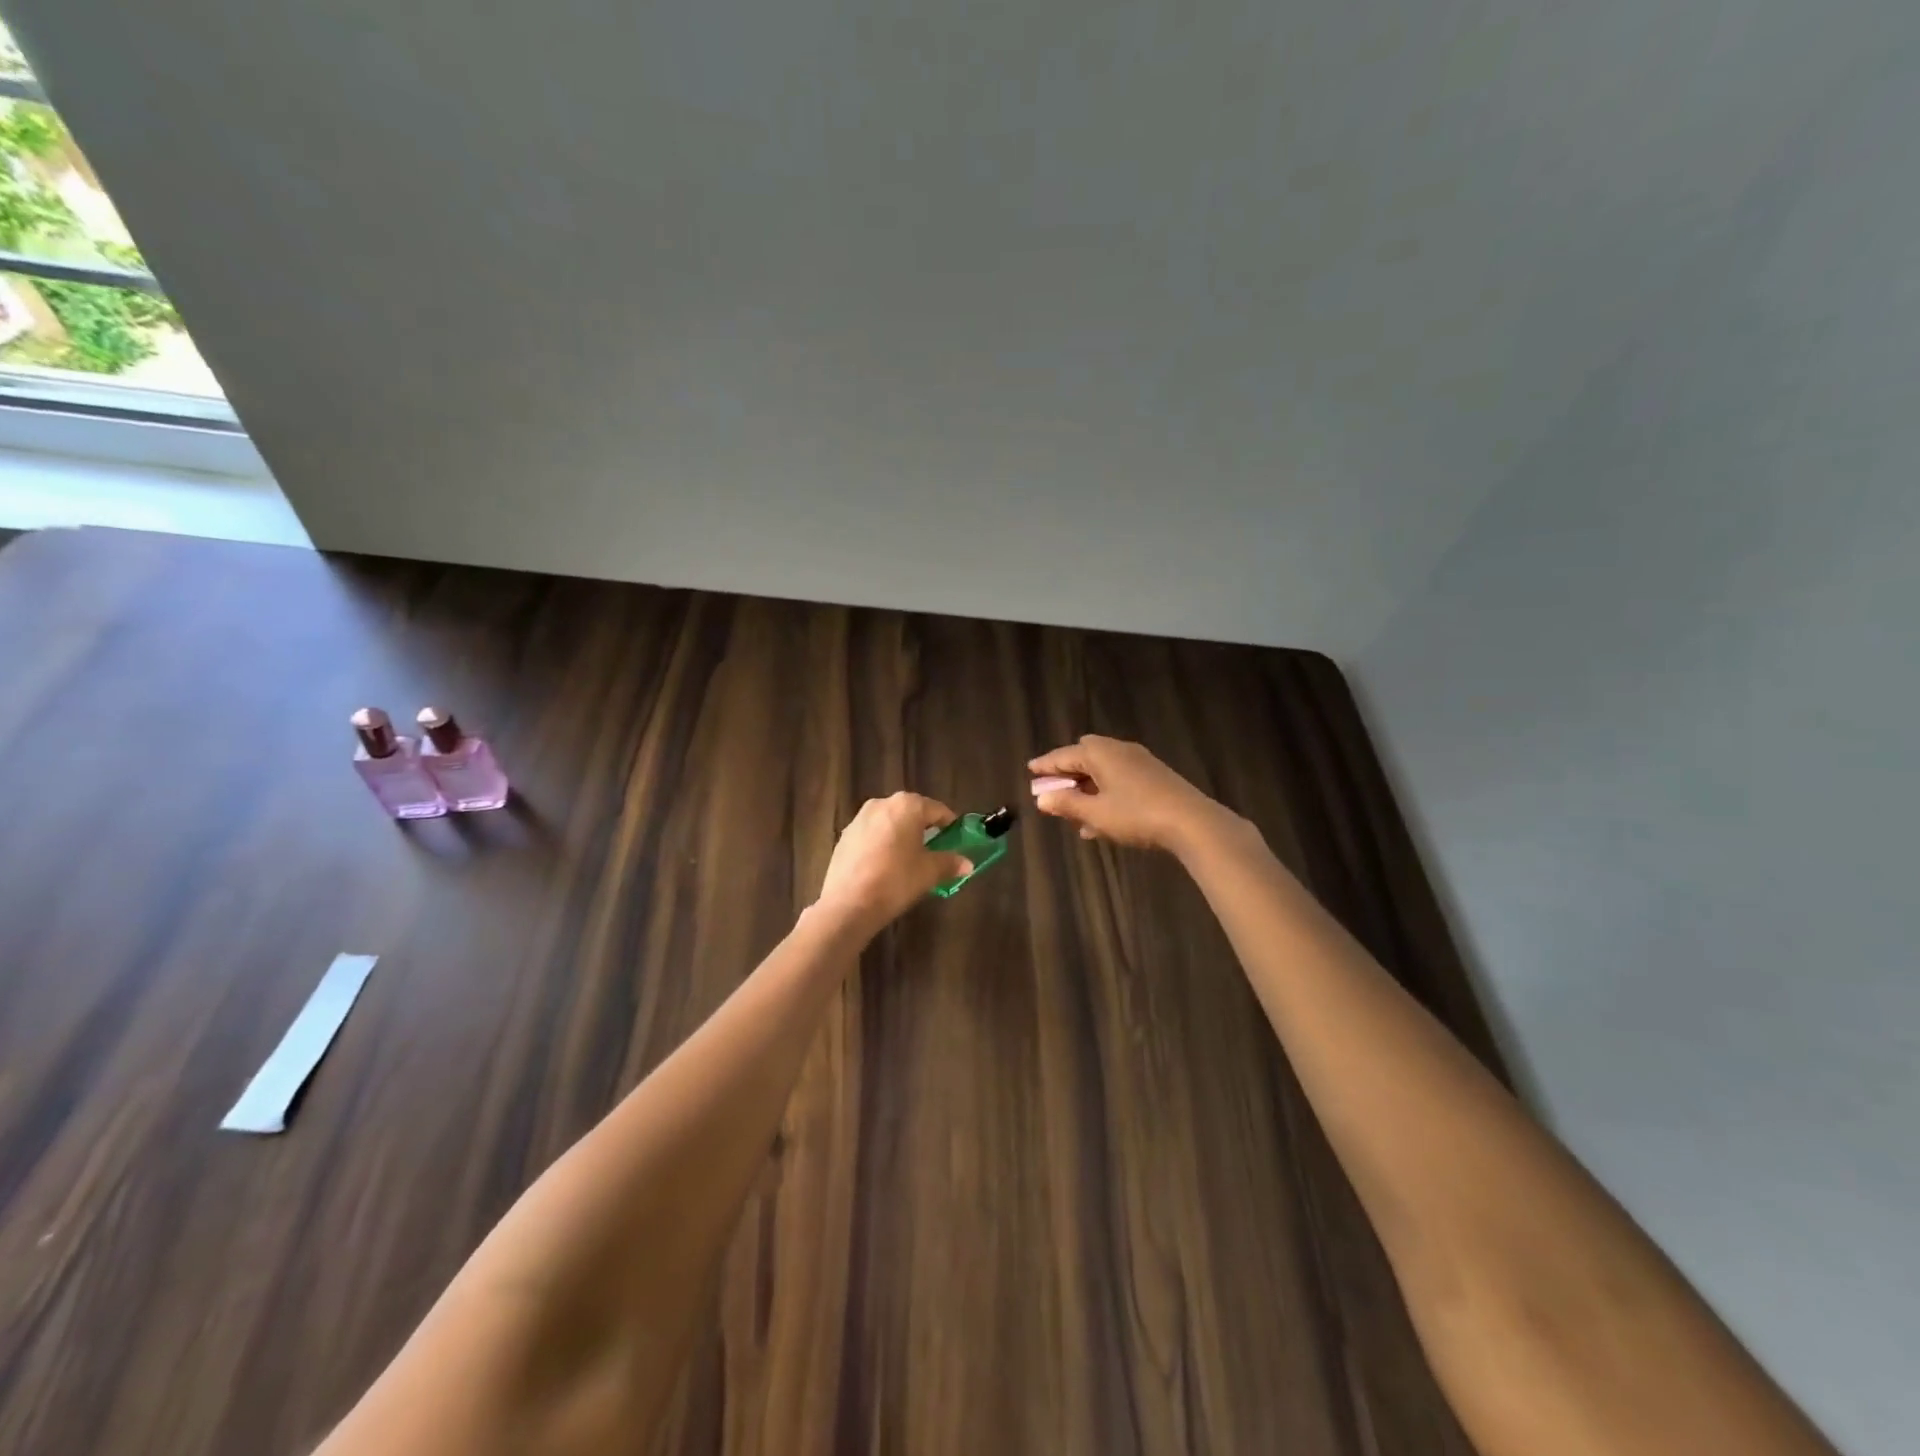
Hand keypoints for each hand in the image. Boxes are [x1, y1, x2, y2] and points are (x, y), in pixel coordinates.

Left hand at [815, 793, 972, 930]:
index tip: (956, 840)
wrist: (849, 904)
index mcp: (907, 805)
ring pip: (890, 822)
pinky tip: (885, 866)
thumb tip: (968, 864)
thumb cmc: (896, 880)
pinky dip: (882, 844)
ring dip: (901, 835)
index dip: (949, 825)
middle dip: (924, 829)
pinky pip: (872, 835)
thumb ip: (950, 863)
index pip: (937, 809)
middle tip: (934, 850)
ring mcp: (859, 819)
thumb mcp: (929, 872)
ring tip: (909, 859)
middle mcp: (882, 803)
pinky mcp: (845, 836)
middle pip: (911, 812)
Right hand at [1028, 735, 1232, 851]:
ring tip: (1073, 814)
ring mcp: (1139, 762)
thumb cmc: (1136, 815)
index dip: (1045, 765)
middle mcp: (1118, 750)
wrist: (1191, 822)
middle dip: (1068, 774)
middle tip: (1053, 790)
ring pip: (1103, 771)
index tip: (1030, 770)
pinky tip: (1100, 821)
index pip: (1063, 755)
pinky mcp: (1154, 777)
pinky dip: (1104, 793)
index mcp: (1099, 753)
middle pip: (1085, 757)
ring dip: (1086, 788)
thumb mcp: (1095, 813)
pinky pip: (1119, 780)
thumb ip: (1067, 804)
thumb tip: (1042, 798)